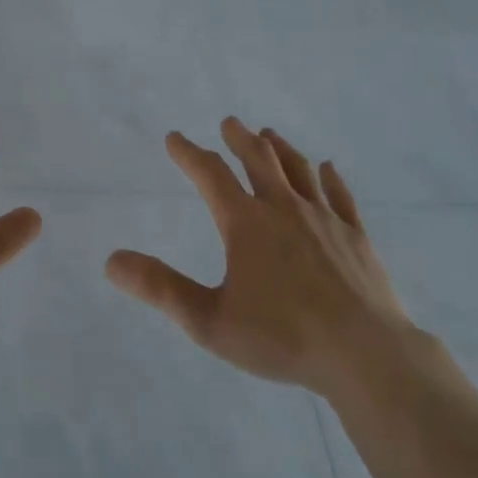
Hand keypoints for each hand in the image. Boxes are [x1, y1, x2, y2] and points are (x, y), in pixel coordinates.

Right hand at [105, 118, 410, 393]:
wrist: (366, 355)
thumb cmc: (282, 337)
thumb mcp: (209, 320)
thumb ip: (161, 288)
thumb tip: (111, 260)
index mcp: (246, 223)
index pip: (210, 174)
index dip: (188, 153)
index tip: (174, 138)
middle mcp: (283, 209)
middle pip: (258, 160)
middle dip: (239, 139)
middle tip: (229, 122)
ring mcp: (324, 219)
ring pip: (298, 170)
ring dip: (280, 149)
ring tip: (269, 134)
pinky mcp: (356, 237)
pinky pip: (341, 197)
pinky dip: (330, 178)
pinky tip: (328, 168)